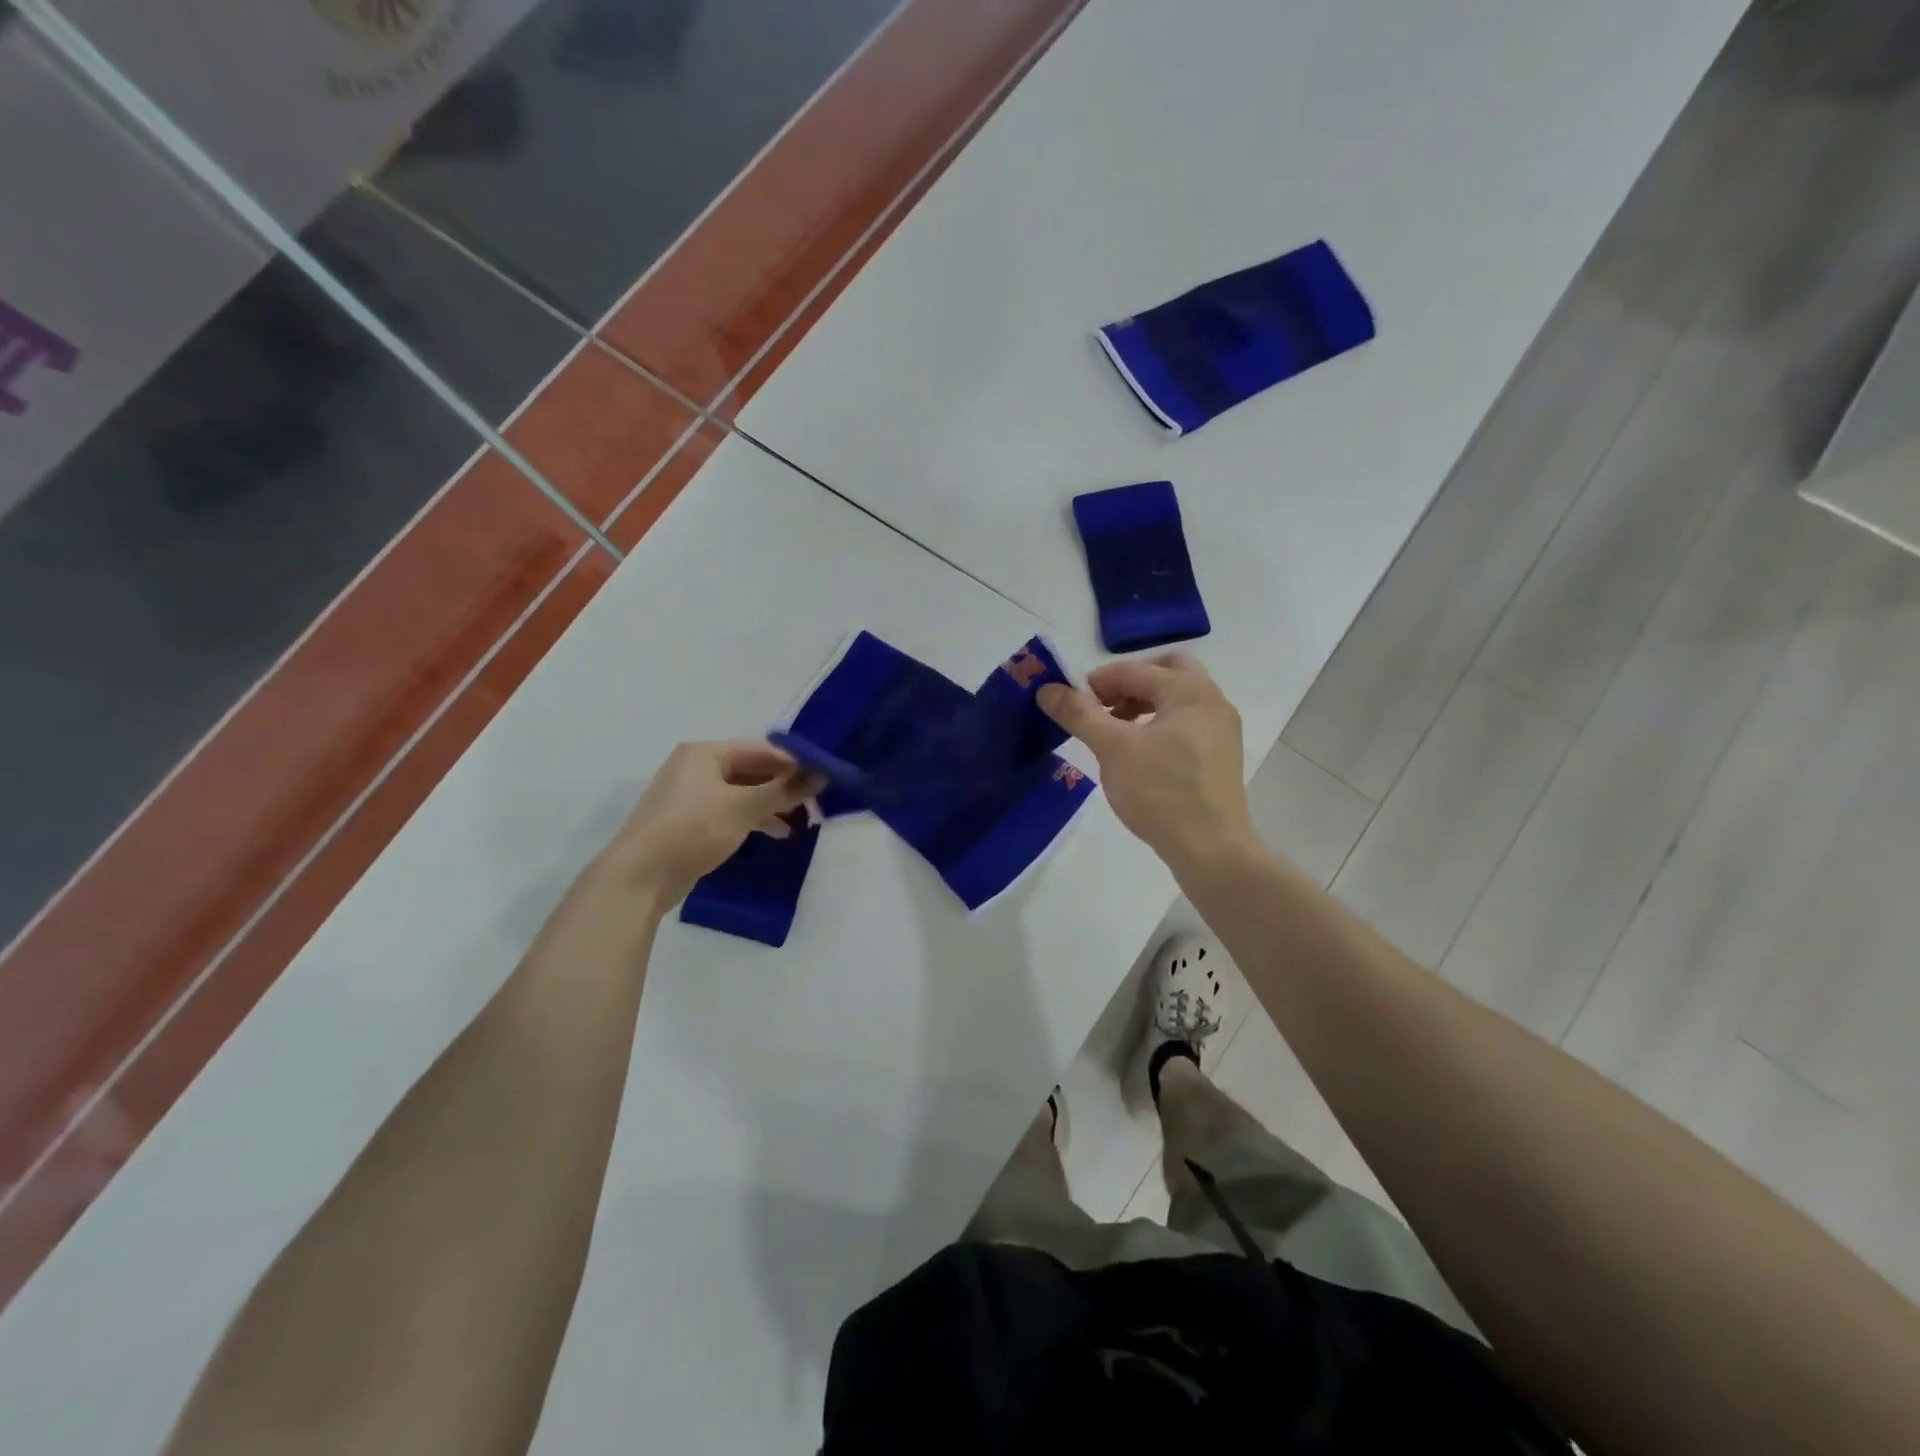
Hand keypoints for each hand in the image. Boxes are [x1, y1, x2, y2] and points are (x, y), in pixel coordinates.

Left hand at [590, 740, 818, 908]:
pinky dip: (751, 819)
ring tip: (798, 823)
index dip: (791, 762)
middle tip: (813, 802)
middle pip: (750, 770)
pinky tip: (772, 834)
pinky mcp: (687, 822)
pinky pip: (728, 812)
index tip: (821, 778)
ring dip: (769, 805)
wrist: (640, 876)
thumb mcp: (744, 807)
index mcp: (704, 753)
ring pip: (740, 793)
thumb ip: (783, 790)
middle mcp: (694, 767)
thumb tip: (821, 774)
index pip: (759, 749)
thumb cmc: (692, 829)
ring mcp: (689, 796)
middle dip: (781, 786)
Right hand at [1039, 654, 1256, 876]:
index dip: (1098, 681)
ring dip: (1143, 704)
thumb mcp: (1112, 748)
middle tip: (1103, 706)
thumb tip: (1047, 689)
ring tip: (1115, 731)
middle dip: (1131, 683)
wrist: (1211, 849)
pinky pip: (1186, 723)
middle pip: (1167, 672)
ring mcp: (1221, 729)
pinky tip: (1139, 753)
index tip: (1070, 702)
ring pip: (1177, 699)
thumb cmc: (1160, 791)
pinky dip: (1160, 724)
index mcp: (1189, 691)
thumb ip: (1079, 714)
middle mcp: (1212, 701)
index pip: (1135, 670)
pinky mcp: (1220, 756)